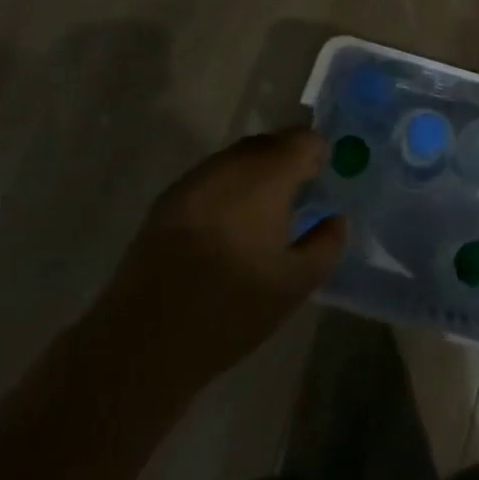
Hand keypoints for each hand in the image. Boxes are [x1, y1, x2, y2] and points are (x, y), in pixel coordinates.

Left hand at [102, 129, 344, 382]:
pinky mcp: (167, 202)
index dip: (319, 155)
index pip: (302, 139)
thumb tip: (335, 219)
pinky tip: (227, 230)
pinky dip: (228, 191)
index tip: (323, 182)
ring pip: (236, 160)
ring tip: (263, 216)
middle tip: (299, 199)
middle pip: (269, 144)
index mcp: (265, 176)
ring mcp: (193, 181)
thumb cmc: (230, 308)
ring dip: (256, 175)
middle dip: (288, 162)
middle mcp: (228, 166)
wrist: (143, 340)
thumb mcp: (295, 284)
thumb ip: (326, 244)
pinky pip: (210, 179)